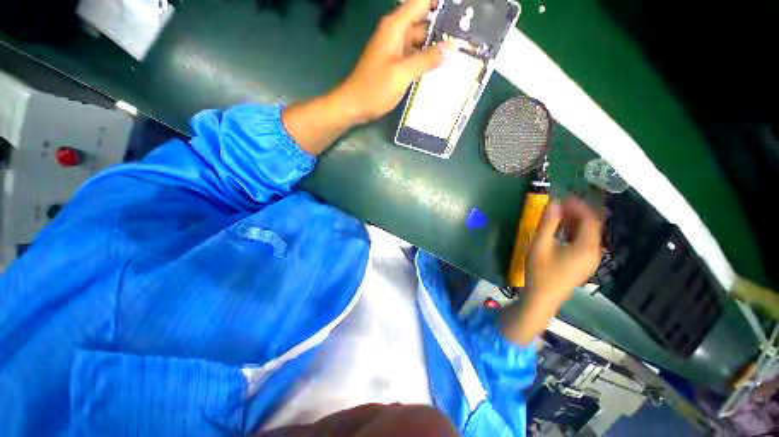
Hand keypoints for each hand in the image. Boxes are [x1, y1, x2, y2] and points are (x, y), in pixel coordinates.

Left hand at [282, 0, 454, 154]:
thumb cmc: (374, 88)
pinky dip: (425, 61)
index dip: (440, 5)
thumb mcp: (402, 74)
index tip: (462, 13)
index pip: (422, 3)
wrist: (354, 106)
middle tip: (465, 40)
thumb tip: (453, 46)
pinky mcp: (394, 64)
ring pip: (420, 42)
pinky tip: (438, 68)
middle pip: (423, 23)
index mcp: (395, 27)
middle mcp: (396, 34)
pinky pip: (414, 57)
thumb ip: (427, 59)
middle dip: (443, 29)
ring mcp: (395, 50)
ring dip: (435, 47)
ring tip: (457, 54)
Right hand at [499, 197, 601, 344]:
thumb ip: (548, 223)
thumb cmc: (540, 271)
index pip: (590, 219)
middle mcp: (594, 252)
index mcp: (586, 247)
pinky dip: (575, 232)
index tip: (565, 197)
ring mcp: (591, 260)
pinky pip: (585, 242)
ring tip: (560, 214)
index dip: (579, 205)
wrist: (542, 297)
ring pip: (588, 234)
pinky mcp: (584, 264)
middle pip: (592, 226)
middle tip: (560, 204)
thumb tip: (554, 203)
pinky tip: (562, 231)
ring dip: (576, 222)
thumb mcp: (540, 245)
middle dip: (577, 212)